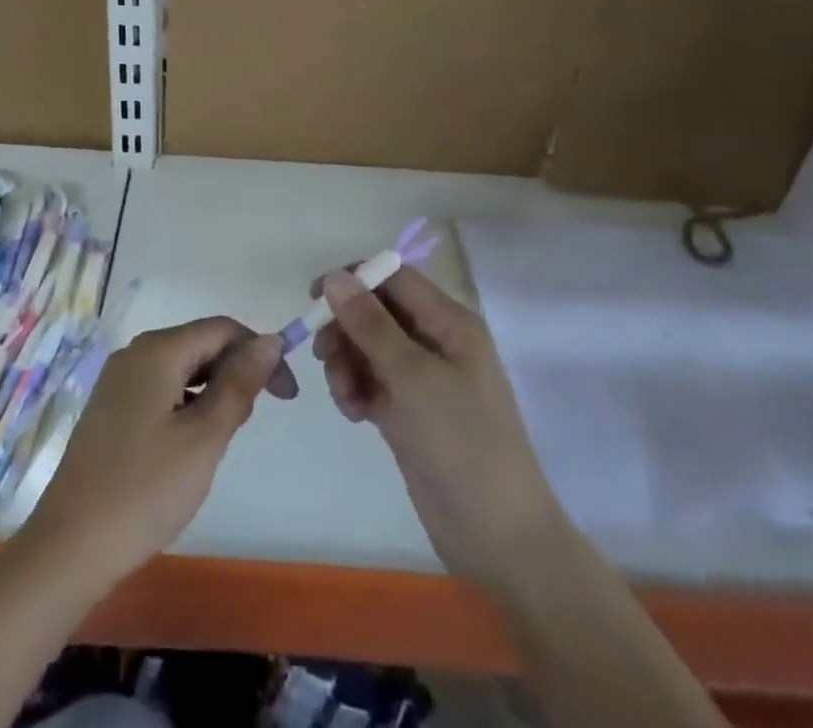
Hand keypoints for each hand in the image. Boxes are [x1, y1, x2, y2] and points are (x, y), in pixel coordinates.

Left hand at [22, 318, 296, 589]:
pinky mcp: (110, 408)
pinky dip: (187, 404)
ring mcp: (118, 380)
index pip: (223, 329)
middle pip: (201, 344)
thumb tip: (269, 340)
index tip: (287, 395)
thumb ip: (239, 383)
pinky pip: (161, 388)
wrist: (69, 547)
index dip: (260, 353)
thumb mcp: (205, 437)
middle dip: (236, 372)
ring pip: (182, 368)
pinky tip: (190, 443)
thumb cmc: (145, 490)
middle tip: (251, 423)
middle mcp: (135, 353)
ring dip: (212, 390)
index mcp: (158, 350)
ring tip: (223, 437)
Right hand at [314, 267, 561, 597]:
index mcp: (449, 322)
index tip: (315, 299)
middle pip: (376, 312)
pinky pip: (370, 382)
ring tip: (346, 396)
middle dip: (346, 329)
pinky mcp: (408, 411)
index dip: (354, 279)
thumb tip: (335, 276)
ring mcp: (421, 378)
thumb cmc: (462, 442)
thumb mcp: (413, 377)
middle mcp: (435, 341)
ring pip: (368, 348)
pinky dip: (355, 390)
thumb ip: (371, 325)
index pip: (394, 277)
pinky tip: (356, 415)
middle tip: (324, 355)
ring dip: (347, 364)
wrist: (497, 537)